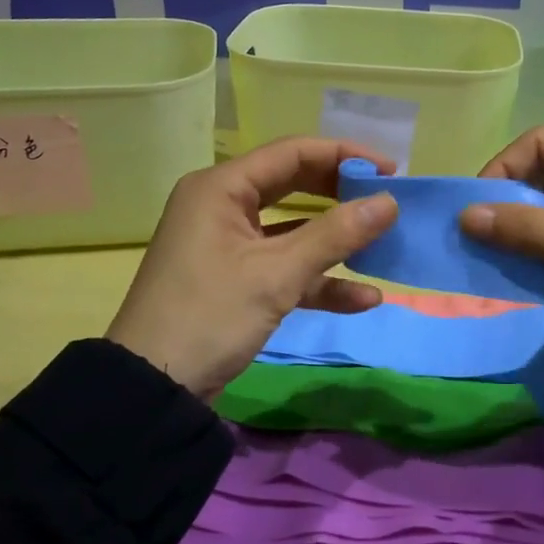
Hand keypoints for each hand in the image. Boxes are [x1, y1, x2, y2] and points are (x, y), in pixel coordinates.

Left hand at [106, 137, 398, 399]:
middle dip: (342, 196)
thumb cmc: (210, 316)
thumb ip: (336, 235)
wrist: (152, 390)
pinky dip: (319, 280)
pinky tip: (363, 299)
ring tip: (383, 247)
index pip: (292, 153)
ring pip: (293, 230)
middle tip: (387, 202)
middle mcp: (223, 206)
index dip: (344, 156)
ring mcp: (229, 245)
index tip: (391, 171)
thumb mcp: (277, 274)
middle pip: (294, 185)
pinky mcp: (236, 280)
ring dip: (336, 241)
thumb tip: (390, 202)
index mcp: (221, 188)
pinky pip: (284, 267)